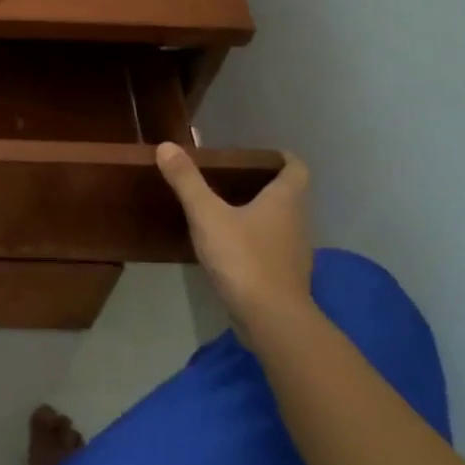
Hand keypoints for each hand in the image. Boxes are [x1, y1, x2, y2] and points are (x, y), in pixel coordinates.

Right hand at [156, 144, 313, 341]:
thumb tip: (166, 146)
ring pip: (282, 225)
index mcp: (285, 201)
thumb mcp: (207, 215)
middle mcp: (298, 222)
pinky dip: (258, 244)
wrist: (270, 318)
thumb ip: (187, 181)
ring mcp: (294, 253)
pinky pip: (274, 250)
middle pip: (290, 197)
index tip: (263, 156)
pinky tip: (233, 249)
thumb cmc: (243, 257)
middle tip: (235, 180)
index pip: (297, 169)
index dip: (283, 159)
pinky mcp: (286, 278)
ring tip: (229, 212)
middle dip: (266, 186)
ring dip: (262, 216)